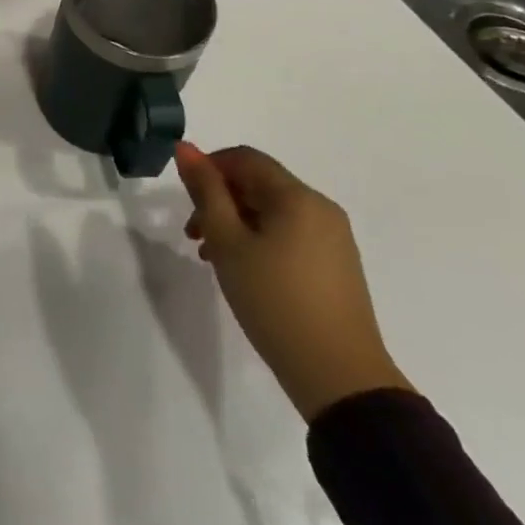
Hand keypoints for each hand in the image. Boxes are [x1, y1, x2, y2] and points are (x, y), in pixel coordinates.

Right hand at [176, 142, 413, 422]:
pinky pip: (289, 234)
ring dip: (236, 222)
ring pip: (272, 211)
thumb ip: (206, 191)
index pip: (244, 158)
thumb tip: (186, 148)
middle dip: (219, 200)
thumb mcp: (228, 242)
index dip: (209, 168)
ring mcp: (333, 238)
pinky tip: (244, 271)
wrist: (339, 377)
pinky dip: (260, 240)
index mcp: (297, 197)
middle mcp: (320, 208)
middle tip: (194, 235)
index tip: (185, 200)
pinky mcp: (337, 265)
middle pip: (258, 183)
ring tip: (212, 258)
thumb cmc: (274, 301)